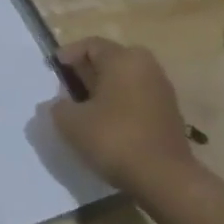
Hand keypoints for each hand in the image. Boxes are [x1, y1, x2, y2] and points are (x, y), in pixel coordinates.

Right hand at [51, 36, 194, 190]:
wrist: (165, 179)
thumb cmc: (114, 138)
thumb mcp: (70, 122)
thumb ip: (58, 106)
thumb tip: (60, 103)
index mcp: (123, 59)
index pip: (90, 45)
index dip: (67, 55)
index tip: (53, 72)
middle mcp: (147, 67)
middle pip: (110, 59)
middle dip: (87, 71)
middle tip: (69, 89)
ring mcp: (162, 90)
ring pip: (125, 79)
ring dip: (104, 89)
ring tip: (86, 109)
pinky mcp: (170, 113)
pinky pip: (137, 97)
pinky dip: (120, 103)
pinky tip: (107, 124)